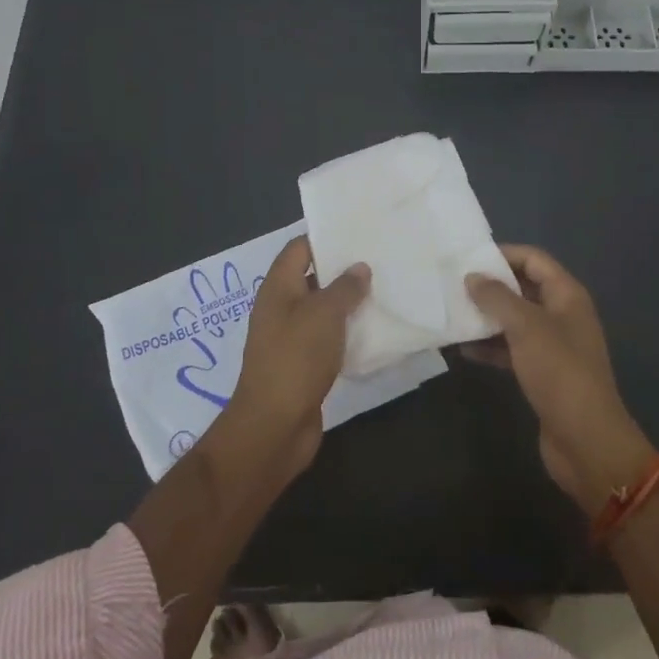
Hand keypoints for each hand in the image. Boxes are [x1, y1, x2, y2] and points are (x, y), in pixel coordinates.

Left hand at [225, 235, 369, 477]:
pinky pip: (326, 339)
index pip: (299, 248)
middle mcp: (280, 308)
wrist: (274, 426)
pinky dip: (346, 333)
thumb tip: (359, 267)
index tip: (358, 233)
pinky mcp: (302, 364)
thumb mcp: (324, 314)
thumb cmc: (296, 358)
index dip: (325, 238)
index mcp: (278, 288)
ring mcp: (290, 338)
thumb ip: (344, 287)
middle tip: (379, 261)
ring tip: (383, 291)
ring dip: (347, 303)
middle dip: (342, 270)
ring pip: (321, 310)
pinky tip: (373, 332)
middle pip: (311, 278)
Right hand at [465, 246, 655, 515]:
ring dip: (487, 317)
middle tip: (453, 284)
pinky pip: (512, 348)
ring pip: (515, 320)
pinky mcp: (542, 372)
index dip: (504, 254)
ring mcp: (552, 345)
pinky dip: (490, 346)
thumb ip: (497, 298)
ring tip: (451, 313)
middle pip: (523, 288)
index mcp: (566, 295)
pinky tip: (463, 349)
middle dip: (491, 286)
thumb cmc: (559, 372)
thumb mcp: (526, 327)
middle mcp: (562, 314)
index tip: (468, 258)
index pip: (534, 259)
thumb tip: (472, 276)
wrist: (585, 440)